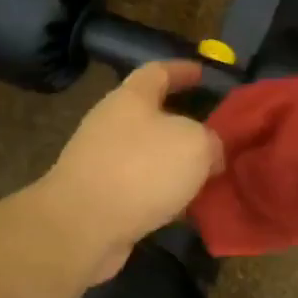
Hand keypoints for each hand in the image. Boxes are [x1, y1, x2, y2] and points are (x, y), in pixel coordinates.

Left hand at [40, 61, 222, 281]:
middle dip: (183, 123)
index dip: (182, 70)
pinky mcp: (99, 197)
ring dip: (175, 164)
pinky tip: (185, 208)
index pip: (158, 71)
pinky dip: (163, 194)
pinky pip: (140, 188)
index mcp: (131, 98)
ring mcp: (101, 162)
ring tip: (207, 175)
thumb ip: (210, 141)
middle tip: (214, 135)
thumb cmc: (141, 169)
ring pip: (148, 155)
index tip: (202, 73)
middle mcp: (111, 124)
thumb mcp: (195, 144)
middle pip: (151, 115)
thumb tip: (211, 153)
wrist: (82, 226)